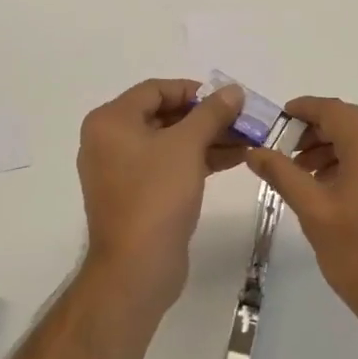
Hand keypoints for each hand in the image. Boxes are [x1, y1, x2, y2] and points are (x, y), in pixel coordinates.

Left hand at [77, 79, 246, 311]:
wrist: (136, 268)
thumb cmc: (156, 195)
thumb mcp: (187, 145)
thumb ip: (211, 113)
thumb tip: (233, 90)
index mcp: (111, 121)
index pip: (156, 90)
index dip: (194, 90)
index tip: (227, 99)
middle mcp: (110, 141)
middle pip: (163, 115)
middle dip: (206, 117)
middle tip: (242, 119)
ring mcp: (122, 170)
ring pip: (170, 142)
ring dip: (207, 138)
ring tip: (247, 139)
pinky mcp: (137, 195)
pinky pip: (169, 165)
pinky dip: (198, 160)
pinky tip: (234, 159)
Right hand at [245, 97, 357, 338]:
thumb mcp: (313, 211)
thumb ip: (283, 174)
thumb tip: (255, 151)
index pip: (333, 109)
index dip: (302, 109)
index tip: (276, 120)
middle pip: (350, 122)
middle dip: (315, 132)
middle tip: (283, 152)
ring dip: (333, 148)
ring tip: (302, 175)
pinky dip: (353, 162)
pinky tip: (331, 189)